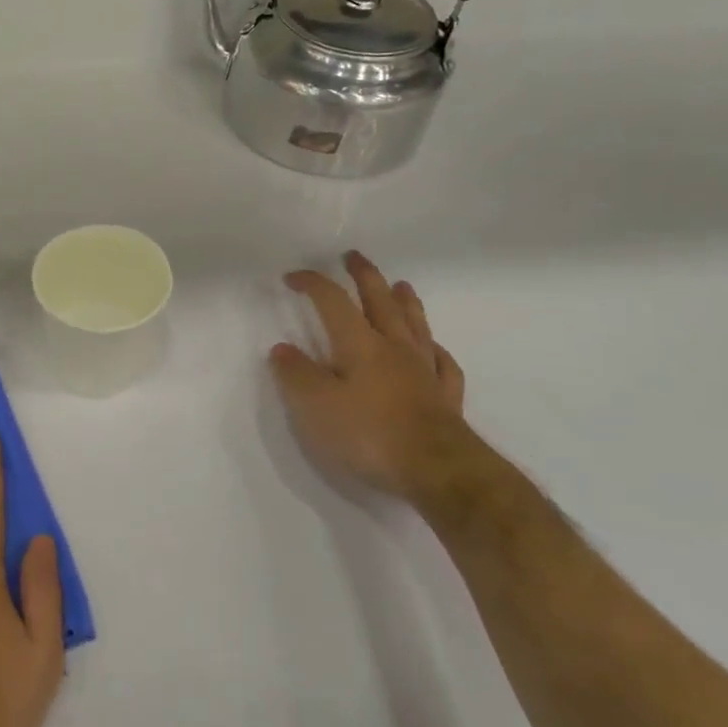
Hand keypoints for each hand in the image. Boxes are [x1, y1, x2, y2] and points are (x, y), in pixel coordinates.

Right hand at [268, 251, 478, 507]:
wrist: (438, 470)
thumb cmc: (369, 434)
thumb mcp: (315, 407)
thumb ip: (296, 375)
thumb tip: (282, 349)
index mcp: (359, 344)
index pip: (333, 301)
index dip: (312, 283)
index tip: (292, 277)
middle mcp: (394, 348)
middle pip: (380, 301)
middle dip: (364, 276)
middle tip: (353, 256)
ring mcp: (424, 371)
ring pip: (415, 325)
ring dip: (405, 302)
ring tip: (401, 285)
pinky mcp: (445, 398)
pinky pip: (443, 364)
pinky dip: (435, 350)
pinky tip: (434, 349)